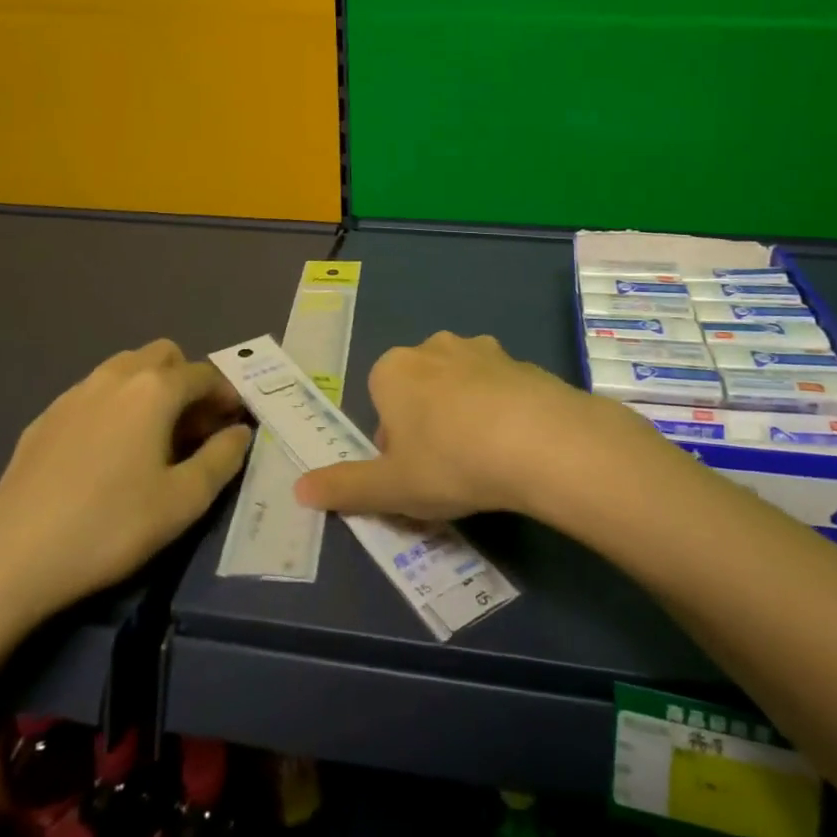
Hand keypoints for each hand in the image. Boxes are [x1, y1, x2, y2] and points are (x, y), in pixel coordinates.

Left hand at [0, 340, 251, 624]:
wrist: (12, 560)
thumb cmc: (110, 527)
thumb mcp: (183, 501)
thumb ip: (222, 458)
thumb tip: (240, 432)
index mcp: (153, 389)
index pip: (204, 374)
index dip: (226, 395)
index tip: (233, 424)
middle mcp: (115, 376)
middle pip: (164, 355)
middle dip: (187, 381)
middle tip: (194, 428)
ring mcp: (74, 393)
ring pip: (125, 368)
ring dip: (150, 389)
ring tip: (153, 438)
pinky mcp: (45, 417)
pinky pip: (94, 394)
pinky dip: (115, 406)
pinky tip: (106, 454)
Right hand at [292, 331, 657, 520]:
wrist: (537, 440)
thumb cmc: (449, 461)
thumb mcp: (391, 486)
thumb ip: (344, 487)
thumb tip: (299, 489)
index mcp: (393, 369)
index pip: (380, 403)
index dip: (393, 442)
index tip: (413, 472)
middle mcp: (432, 347)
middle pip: (418, 389)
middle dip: (426, 424)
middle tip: (447, 469)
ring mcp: (479, 349)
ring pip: (458, 385)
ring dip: (464, 413)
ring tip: (485, 458)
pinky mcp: (520, 360)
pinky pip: (499, 387)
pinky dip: (501, 410)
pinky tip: (516, 446)